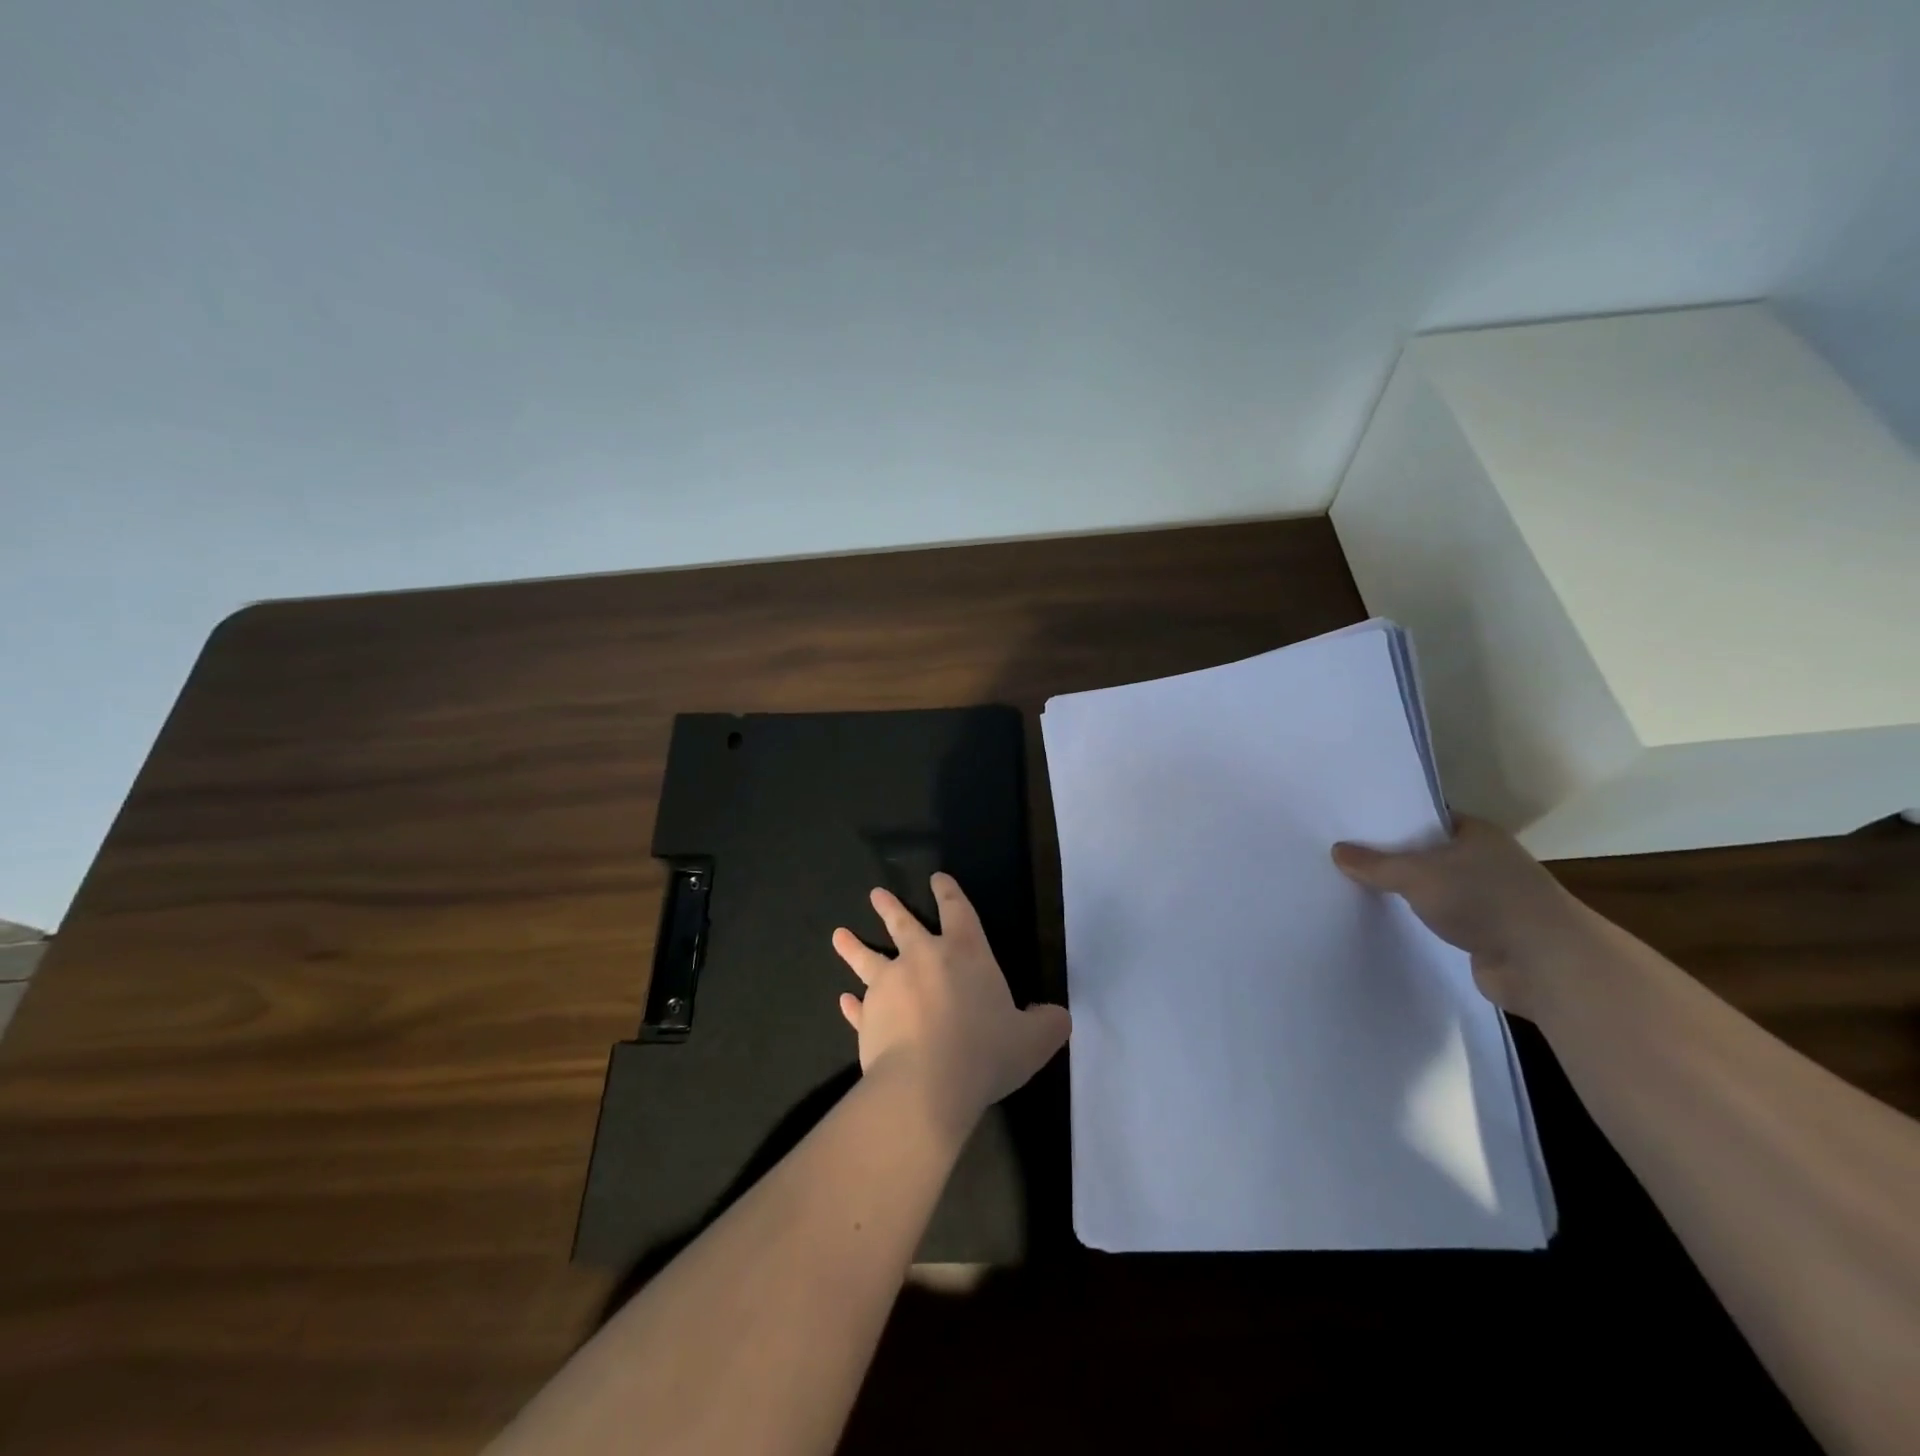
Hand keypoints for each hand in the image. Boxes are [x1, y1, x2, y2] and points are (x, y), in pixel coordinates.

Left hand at [832, 874, 1070, 1139]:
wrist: (926, 1085)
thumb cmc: (985, 1051)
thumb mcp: (1033, 1040)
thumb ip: (1048, 1024)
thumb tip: (1056, 1017)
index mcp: (965, 954)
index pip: (957, 911)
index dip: (948, 892)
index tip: (937, 878)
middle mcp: (922, 959)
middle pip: (903, 925)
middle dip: (890, 907)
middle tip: (876, 893)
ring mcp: (889, 987)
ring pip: (867, 958)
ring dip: (853, 946)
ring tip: (838, 935)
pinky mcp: (868, 1019)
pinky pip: (858, 1008)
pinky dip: (851, 1005)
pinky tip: (843, 1002)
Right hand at [1331, 817, 1584, 1016]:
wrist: (1543, 963)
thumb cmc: (1484, 899)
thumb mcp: (1416, 874)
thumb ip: (1375, 864)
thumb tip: (1337, 850)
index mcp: (1476, 834)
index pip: (1427, 819)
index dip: (1393, 821)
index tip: (1355, 827)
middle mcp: (1485, 861)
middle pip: (1428, 854)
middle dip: (1393, 859)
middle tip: (1346, 858)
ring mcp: (1488, 899)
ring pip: (1434, 889)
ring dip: (1406, 893)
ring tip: (1357, 890)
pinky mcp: (1485, 934)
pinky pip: (1441, 920)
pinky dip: (1419, 921)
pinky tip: (1387, 922)